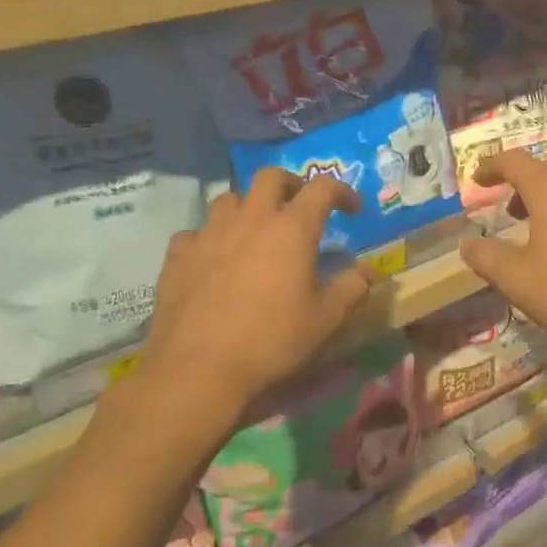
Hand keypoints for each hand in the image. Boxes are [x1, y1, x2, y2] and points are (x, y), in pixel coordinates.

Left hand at [112, 171, 374, 440]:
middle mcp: (250, 219)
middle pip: (270, 177)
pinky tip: (214, 260)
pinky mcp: (177, 256)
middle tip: (300, 206)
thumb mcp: (325, 320)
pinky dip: (210, 238)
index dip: (342, 191)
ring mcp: (209, 234)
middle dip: (291, 184)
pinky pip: (195, 233)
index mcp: (292, 229)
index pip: (323, 188)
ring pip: (228, 199)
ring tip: (255, 231)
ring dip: (247, 207)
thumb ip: (352, 288)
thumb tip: (368, 271)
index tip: (352, 210)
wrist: (198, 369)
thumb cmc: (271, 341)